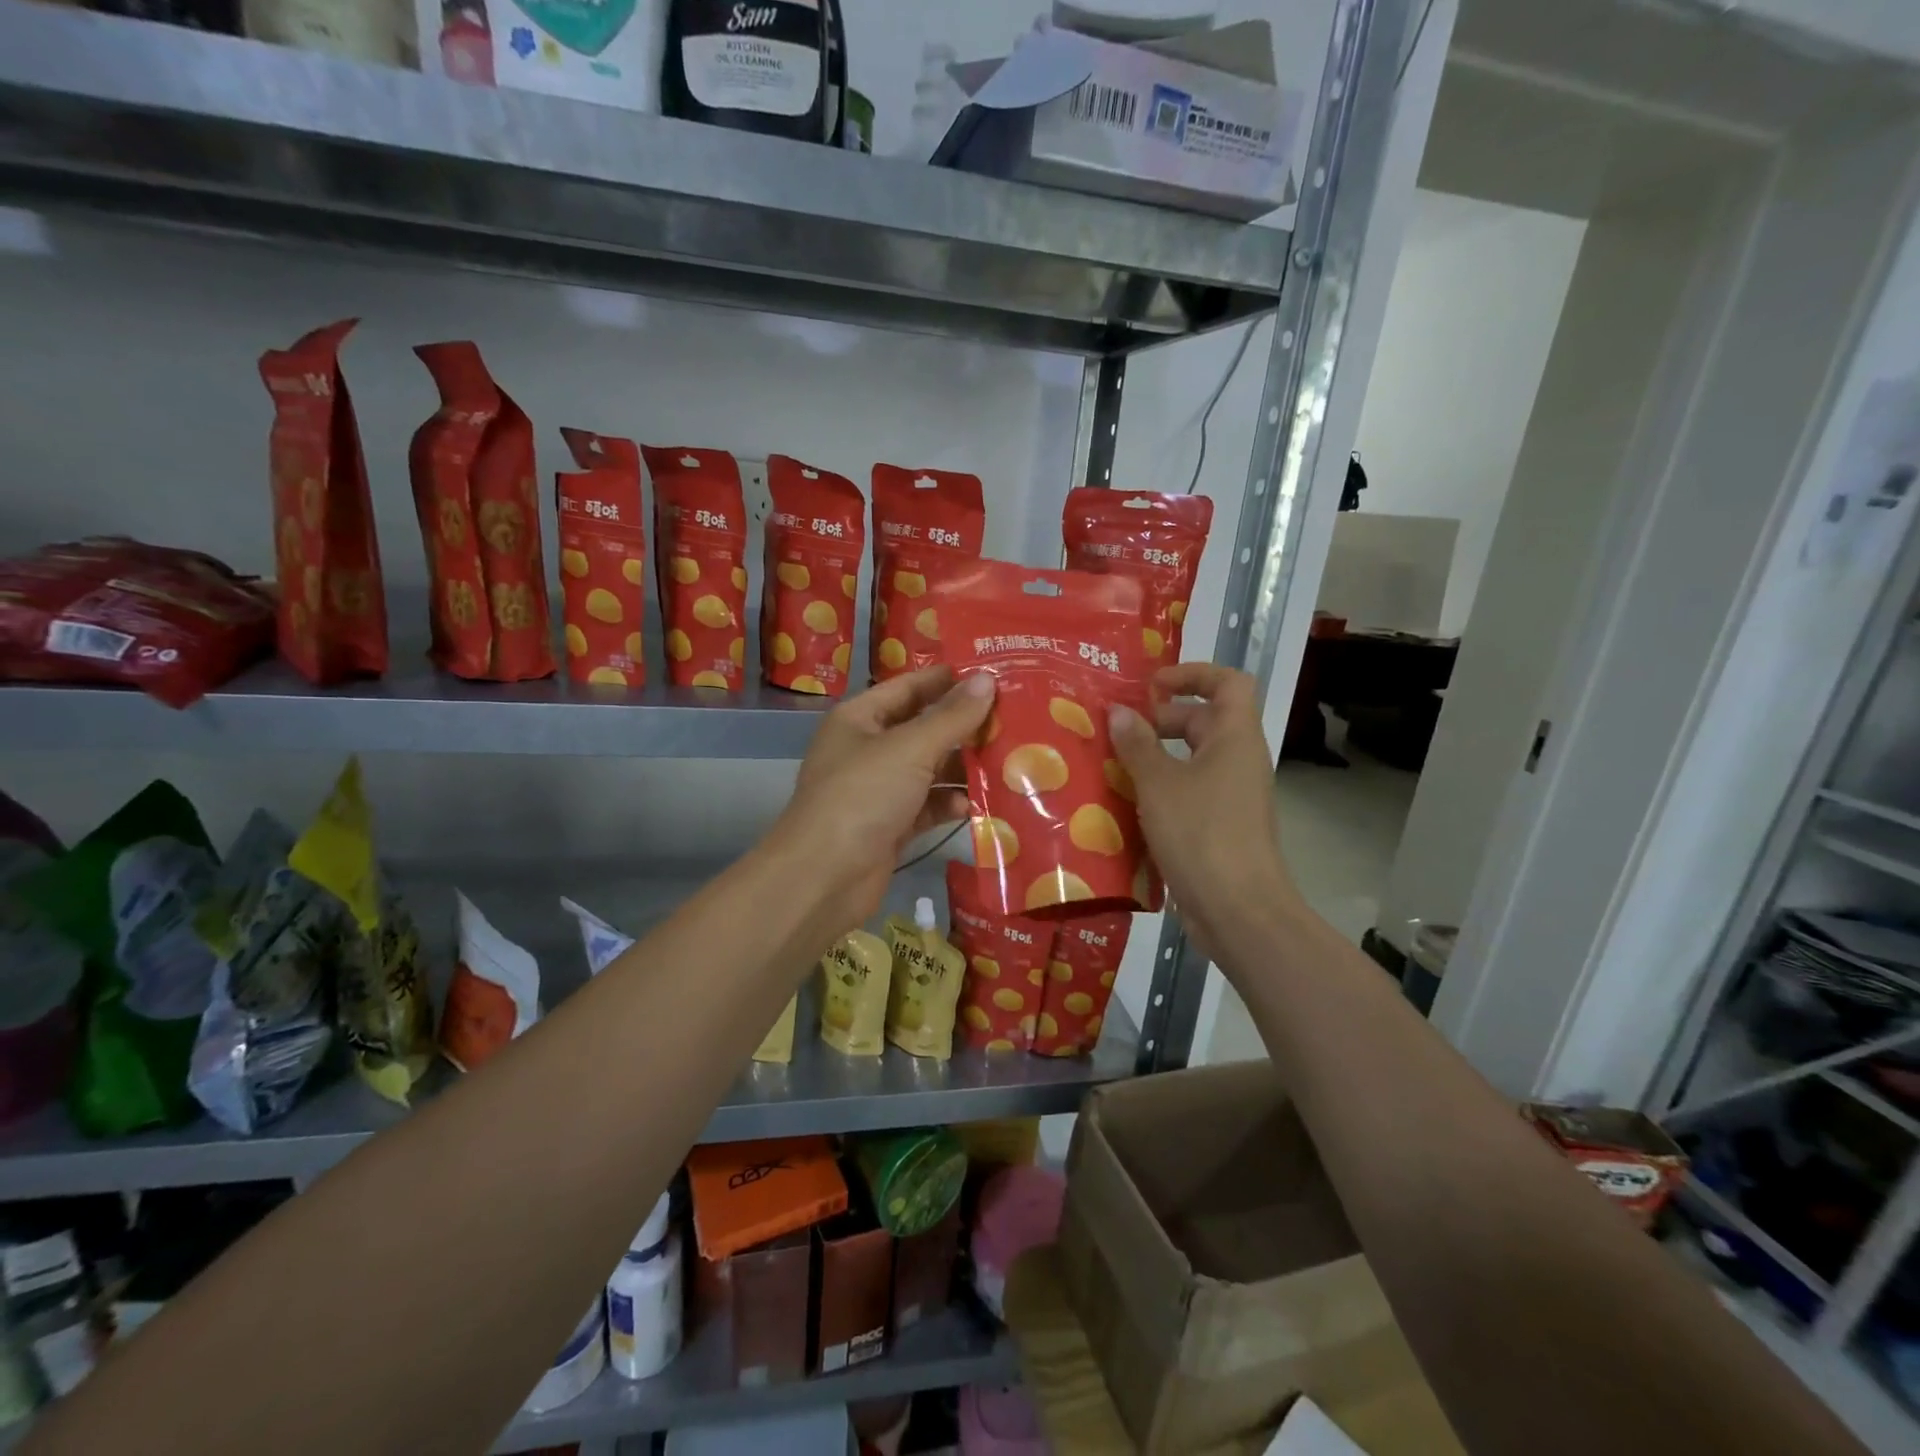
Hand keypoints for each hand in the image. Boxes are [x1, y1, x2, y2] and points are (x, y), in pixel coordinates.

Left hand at [774, 666, 996, 926]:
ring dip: (962, 769)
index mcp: (860, 718)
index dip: (949, 679)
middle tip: (1015, 719)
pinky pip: (927, 806)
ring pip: (929, 770)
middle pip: (923, 729)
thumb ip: (952, 716)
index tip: (995, 674)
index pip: (910, 686)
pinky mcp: (890, 826)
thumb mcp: (911, 748)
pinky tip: (976, 806)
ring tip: (1009, 761)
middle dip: (964, 727)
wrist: (824, 877)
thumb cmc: (863, 796)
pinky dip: (949, 805)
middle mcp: (868, 749)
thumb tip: (987, 679)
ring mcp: (878, 790)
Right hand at [1108, 663, 1300, 965]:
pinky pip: (1188, 792)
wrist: (1237, 910)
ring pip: (1191, 760)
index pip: (1228, 682)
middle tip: (1116, 730)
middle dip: (1160, 720)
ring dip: (1154, 758)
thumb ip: (1137, 745)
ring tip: (1110, 764)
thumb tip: (1120, 711)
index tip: (1151, 686)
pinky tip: (1124, 803)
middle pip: (1203, 720)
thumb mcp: (1159, 784)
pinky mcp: (1218, 826)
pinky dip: (1159, 790)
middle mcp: (1238, 760)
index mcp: (1235, 738)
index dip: (1192, 674)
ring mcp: (1230, 796)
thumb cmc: (1201, 834)